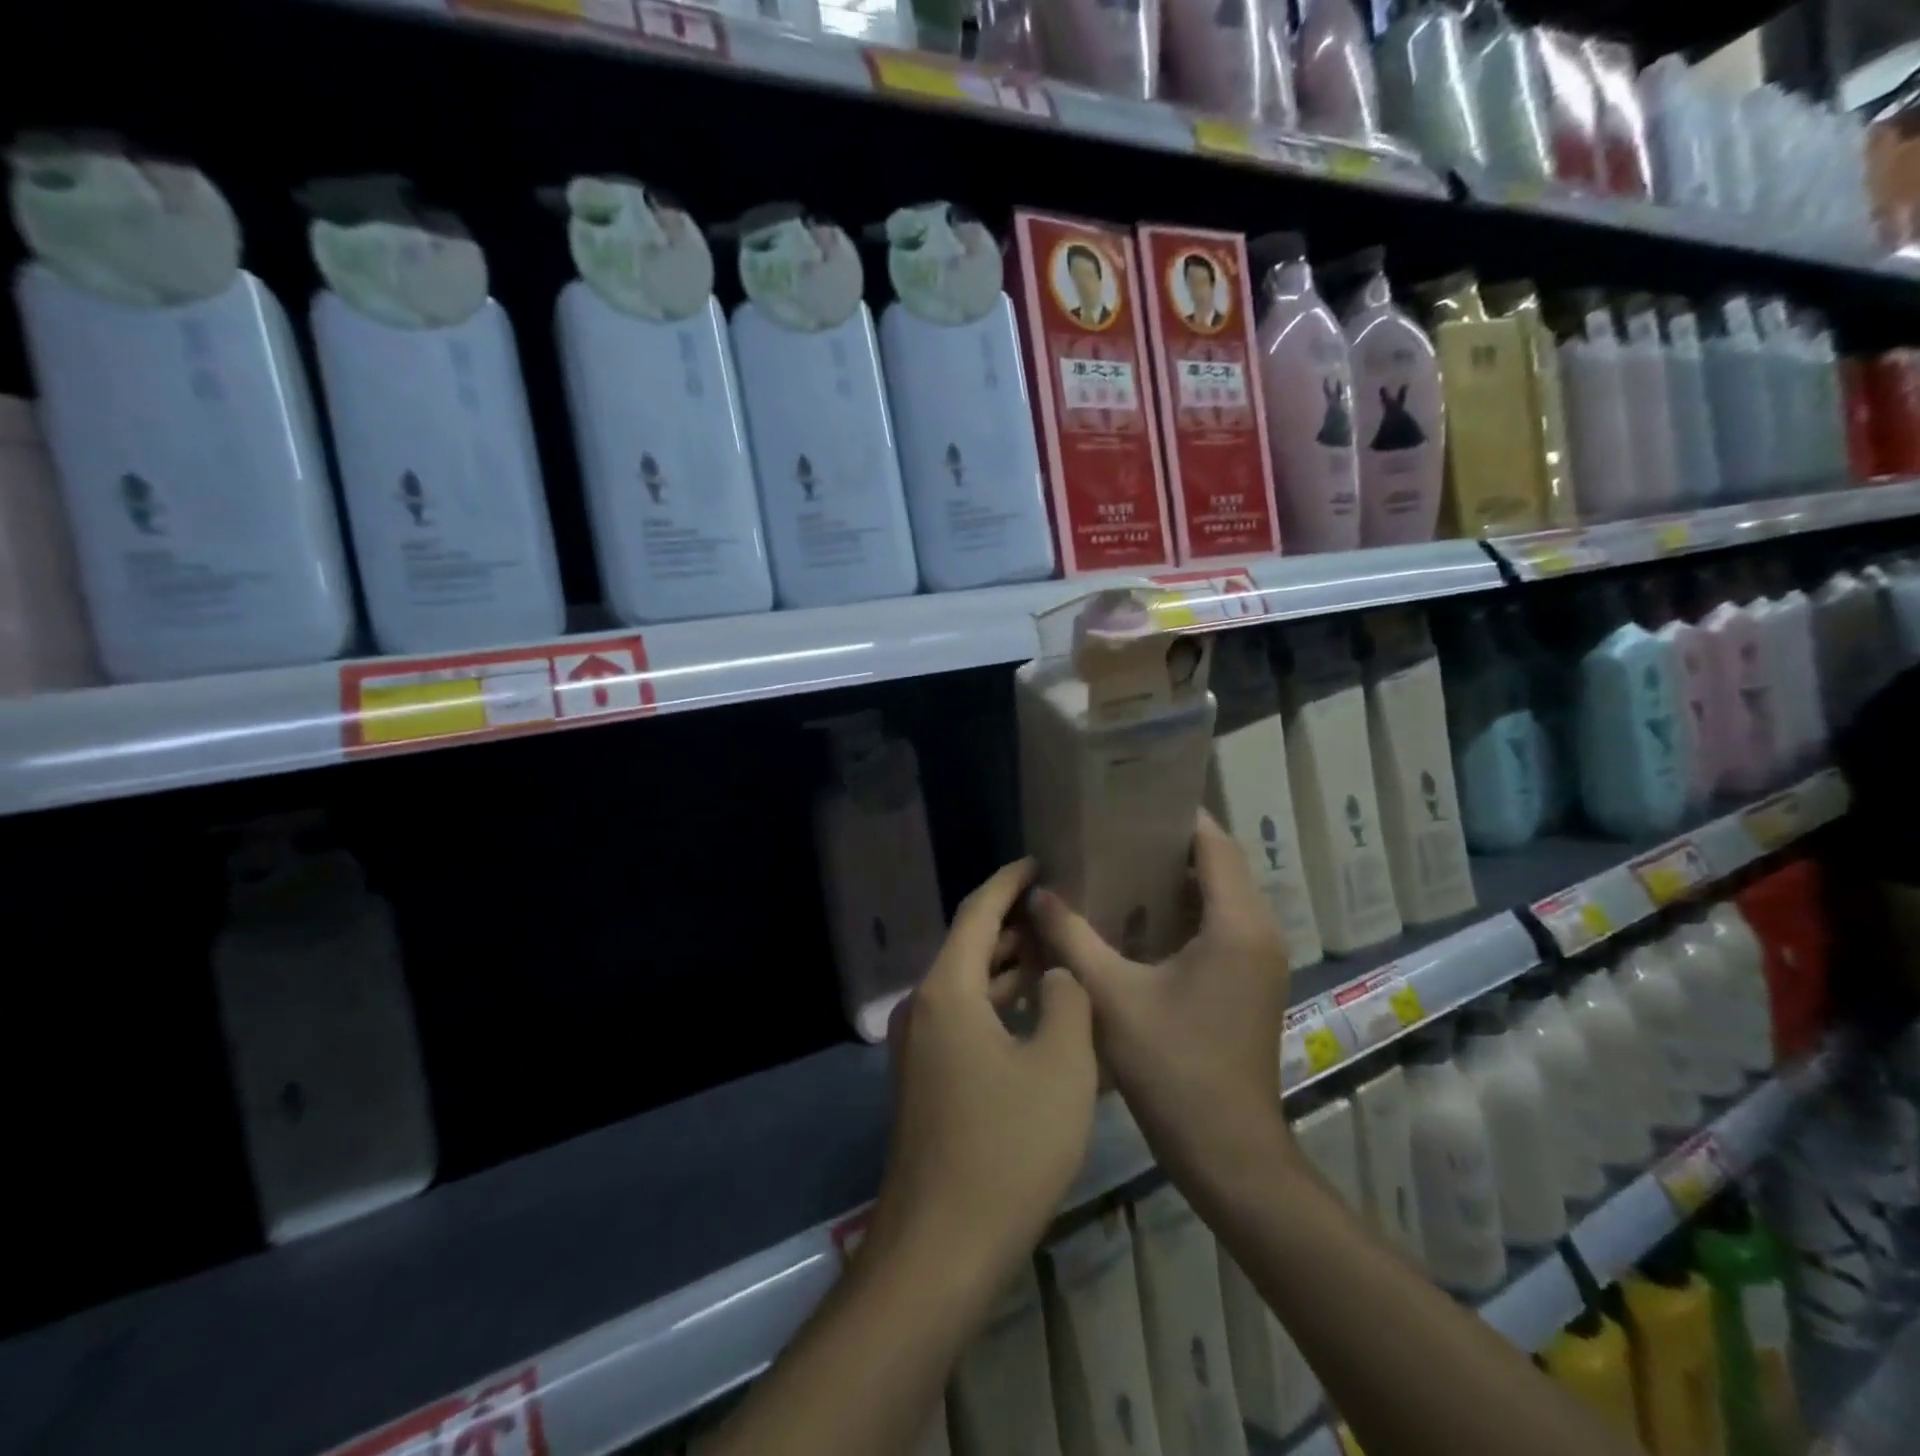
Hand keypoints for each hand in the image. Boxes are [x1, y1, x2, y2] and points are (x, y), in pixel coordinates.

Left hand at [868, 859, 1098, 1284]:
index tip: (1039, 860)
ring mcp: (921, 1047)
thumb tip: (1056, 976)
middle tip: (1063, 909)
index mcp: (948, 990)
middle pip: (971, 947)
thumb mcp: (1060, 1066)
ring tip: (1060, 954)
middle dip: (1015, 925)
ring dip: (1011, 969)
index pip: (978, 912)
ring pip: (970, 987)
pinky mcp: (928, 1080)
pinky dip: (1001, 1006)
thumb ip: (1064, 1002)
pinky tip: (1041, 1016)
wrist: (941, 1248)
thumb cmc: (1006, 1148)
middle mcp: (924, 1008)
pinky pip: (968, 1021)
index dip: (1009, 881)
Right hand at [1028, 811, 1293, 1193]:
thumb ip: (1072, 937)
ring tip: (1119, 864)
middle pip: (1220, 863)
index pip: (1213, 843)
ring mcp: (1260, 958)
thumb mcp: (1112, 996)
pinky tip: (1139, 916)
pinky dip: (1187, 908)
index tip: (1128, 801)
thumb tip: (1038, 892)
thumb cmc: (1174, 1069)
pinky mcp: (1252, 980)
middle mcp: (1258, 931)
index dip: (1175, 816)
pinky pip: (1222, 922)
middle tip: (1112, 831)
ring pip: (1223, 894)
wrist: (1229, 1153)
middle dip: (1170, 843)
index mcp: (1236, 924)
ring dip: (1179, 876)